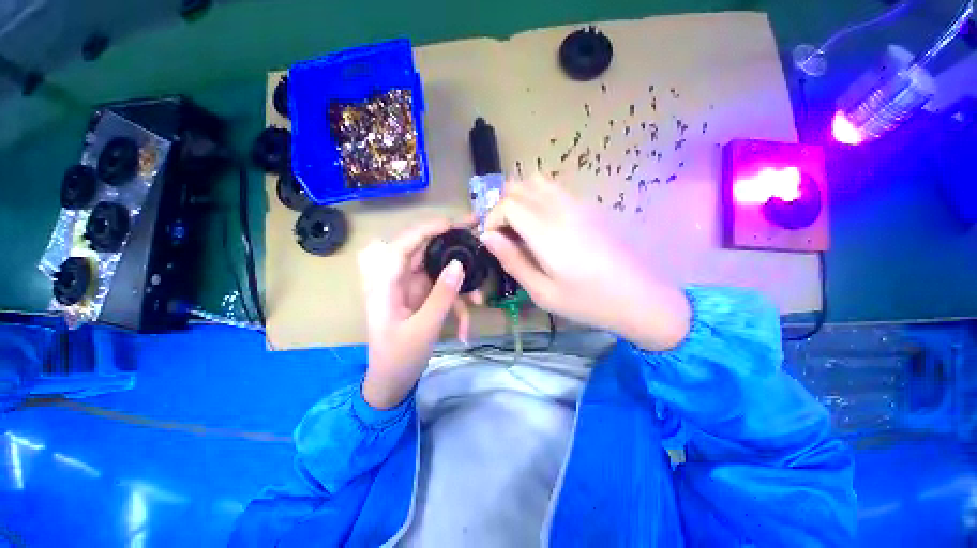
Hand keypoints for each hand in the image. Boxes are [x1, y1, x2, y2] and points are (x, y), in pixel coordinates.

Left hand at [358, 219, 475, 408]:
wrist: (391, 383)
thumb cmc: (399, 358)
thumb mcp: (424, 329)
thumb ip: (442, 295)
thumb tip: (459, 264)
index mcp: (385, 284)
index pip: (403, 245)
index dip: (426, 229)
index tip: (454, 223)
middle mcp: (397, 280)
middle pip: (424, 252)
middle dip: (451, 246)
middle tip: (478, 238)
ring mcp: (411, 288)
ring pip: (438, 272)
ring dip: (460, 285)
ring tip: (479, 301)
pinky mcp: (422, 297)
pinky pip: (442, 291)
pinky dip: (456, 305)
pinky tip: (465, 330)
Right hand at [482, 174, 690, 350]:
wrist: (641, 297)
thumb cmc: (588, 302)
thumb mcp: (542, 292)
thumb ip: (513, 261)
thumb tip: (488, 237)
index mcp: (547, 232)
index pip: (508, 204)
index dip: (492, 218)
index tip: (492, 239)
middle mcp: (561, 209)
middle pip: (519, 187)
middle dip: (502, 207)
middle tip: (503, 234)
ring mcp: (578, 203)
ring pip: (537, 181)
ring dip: (520, 198)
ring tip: (520, 226)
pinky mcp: (590, 206)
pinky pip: (555, 189)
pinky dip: (538, 197)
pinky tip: (543, 223)